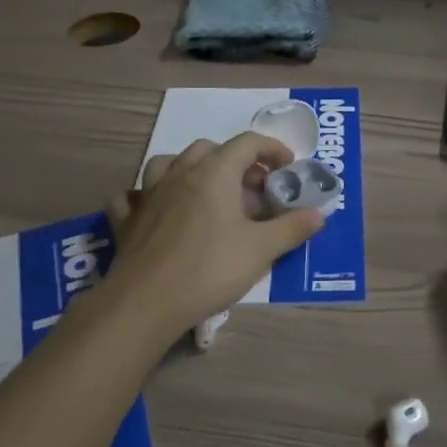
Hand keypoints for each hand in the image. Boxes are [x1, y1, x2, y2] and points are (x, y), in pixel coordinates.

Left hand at [105, 133, 324, 335]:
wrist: (145, 303)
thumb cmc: (209, 269)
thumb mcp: (261, 250)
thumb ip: (292, 228)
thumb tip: (319, 214)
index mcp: (215, 172)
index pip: (247, 143)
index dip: (272, 149)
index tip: (288, 167)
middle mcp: (180, 173)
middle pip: (209, 149)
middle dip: (235, 160)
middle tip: (253, 187)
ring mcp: (148, 194)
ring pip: (168, 163)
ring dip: (190, 169)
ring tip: (207, 190)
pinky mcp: (127, 220)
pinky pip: (133, 196)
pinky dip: (146, 196)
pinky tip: (155, 209)